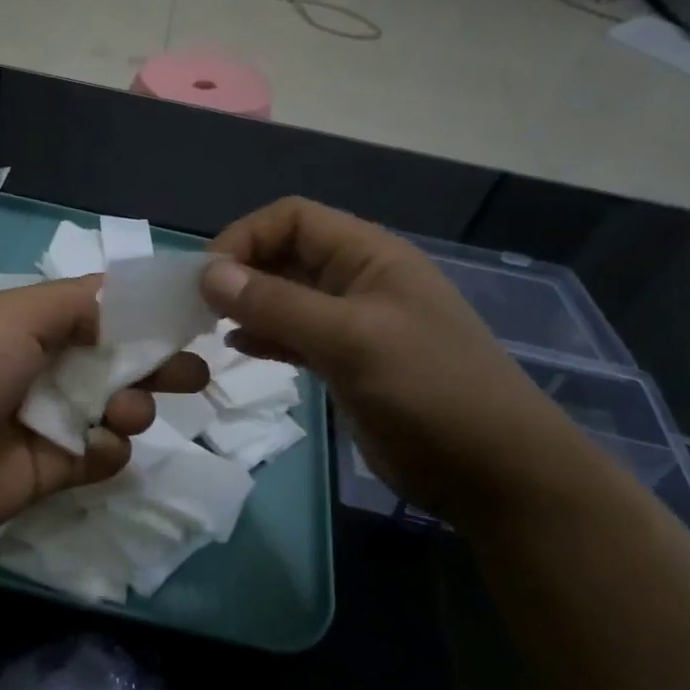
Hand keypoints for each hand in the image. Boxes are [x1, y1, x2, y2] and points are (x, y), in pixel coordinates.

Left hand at [0, 278, 208, 543]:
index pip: (104, 313)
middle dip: (159, 364)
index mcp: (35, 325)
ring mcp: (51, 421)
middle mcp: (48, 369)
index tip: (192, 315)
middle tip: (196, 371)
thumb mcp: (14, 314)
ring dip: (134, 406)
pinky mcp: (52, 470)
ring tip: (125, 409)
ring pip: (118, 410)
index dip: (146, 314)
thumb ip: (79, 303)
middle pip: (120, 362)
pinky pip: (101, 457)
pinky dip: (109, 450)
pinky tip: (97, 445)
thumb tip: (129, 297)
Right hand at [202, 198, 597, 517]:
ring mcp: (354, 324)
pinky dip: (265, 337)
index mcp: (369, 256)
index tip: (205, 277)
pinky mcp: (348, 363)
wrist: (492, 471)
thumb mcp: (350, 339)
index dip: (245, 236)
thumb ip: (277, 304)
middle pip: (286, 255)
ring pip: (287, 297)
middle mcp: (358, 281)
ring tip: (208, 325)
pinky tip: (238, 349)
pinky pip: (295, 336)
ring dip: (248, 305)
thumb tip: (207, 273)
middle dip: (241, 272)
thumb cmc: (427, 389)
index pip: (293, 219)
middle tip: (198, 306)